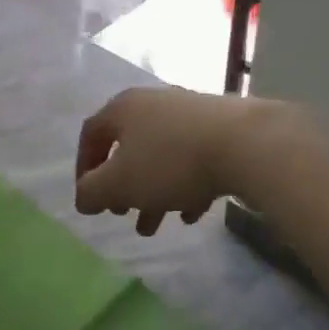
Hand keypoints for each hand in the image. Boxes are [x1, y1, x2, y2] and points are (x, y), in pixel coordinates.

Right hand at [75, 87, 290, 235]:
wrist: (244, 143)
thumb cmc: (170, 161)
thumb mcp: (120, 184)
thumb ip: (92, 193)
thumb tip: (84, 197)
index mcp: (125, 108)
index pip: (92, 134)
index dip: (84, 168)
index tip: (89, 199)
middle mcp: (155, 103)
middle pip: (130, 147)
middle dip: (123, 187)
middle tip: (123, 214)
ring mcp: (190, 113)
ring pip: (163, 156)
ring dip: (154, 192)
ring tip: (155, 226)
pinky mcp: (221, 127)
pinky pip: (194, 159)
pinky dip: (187, 186)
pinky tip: (192, 213)